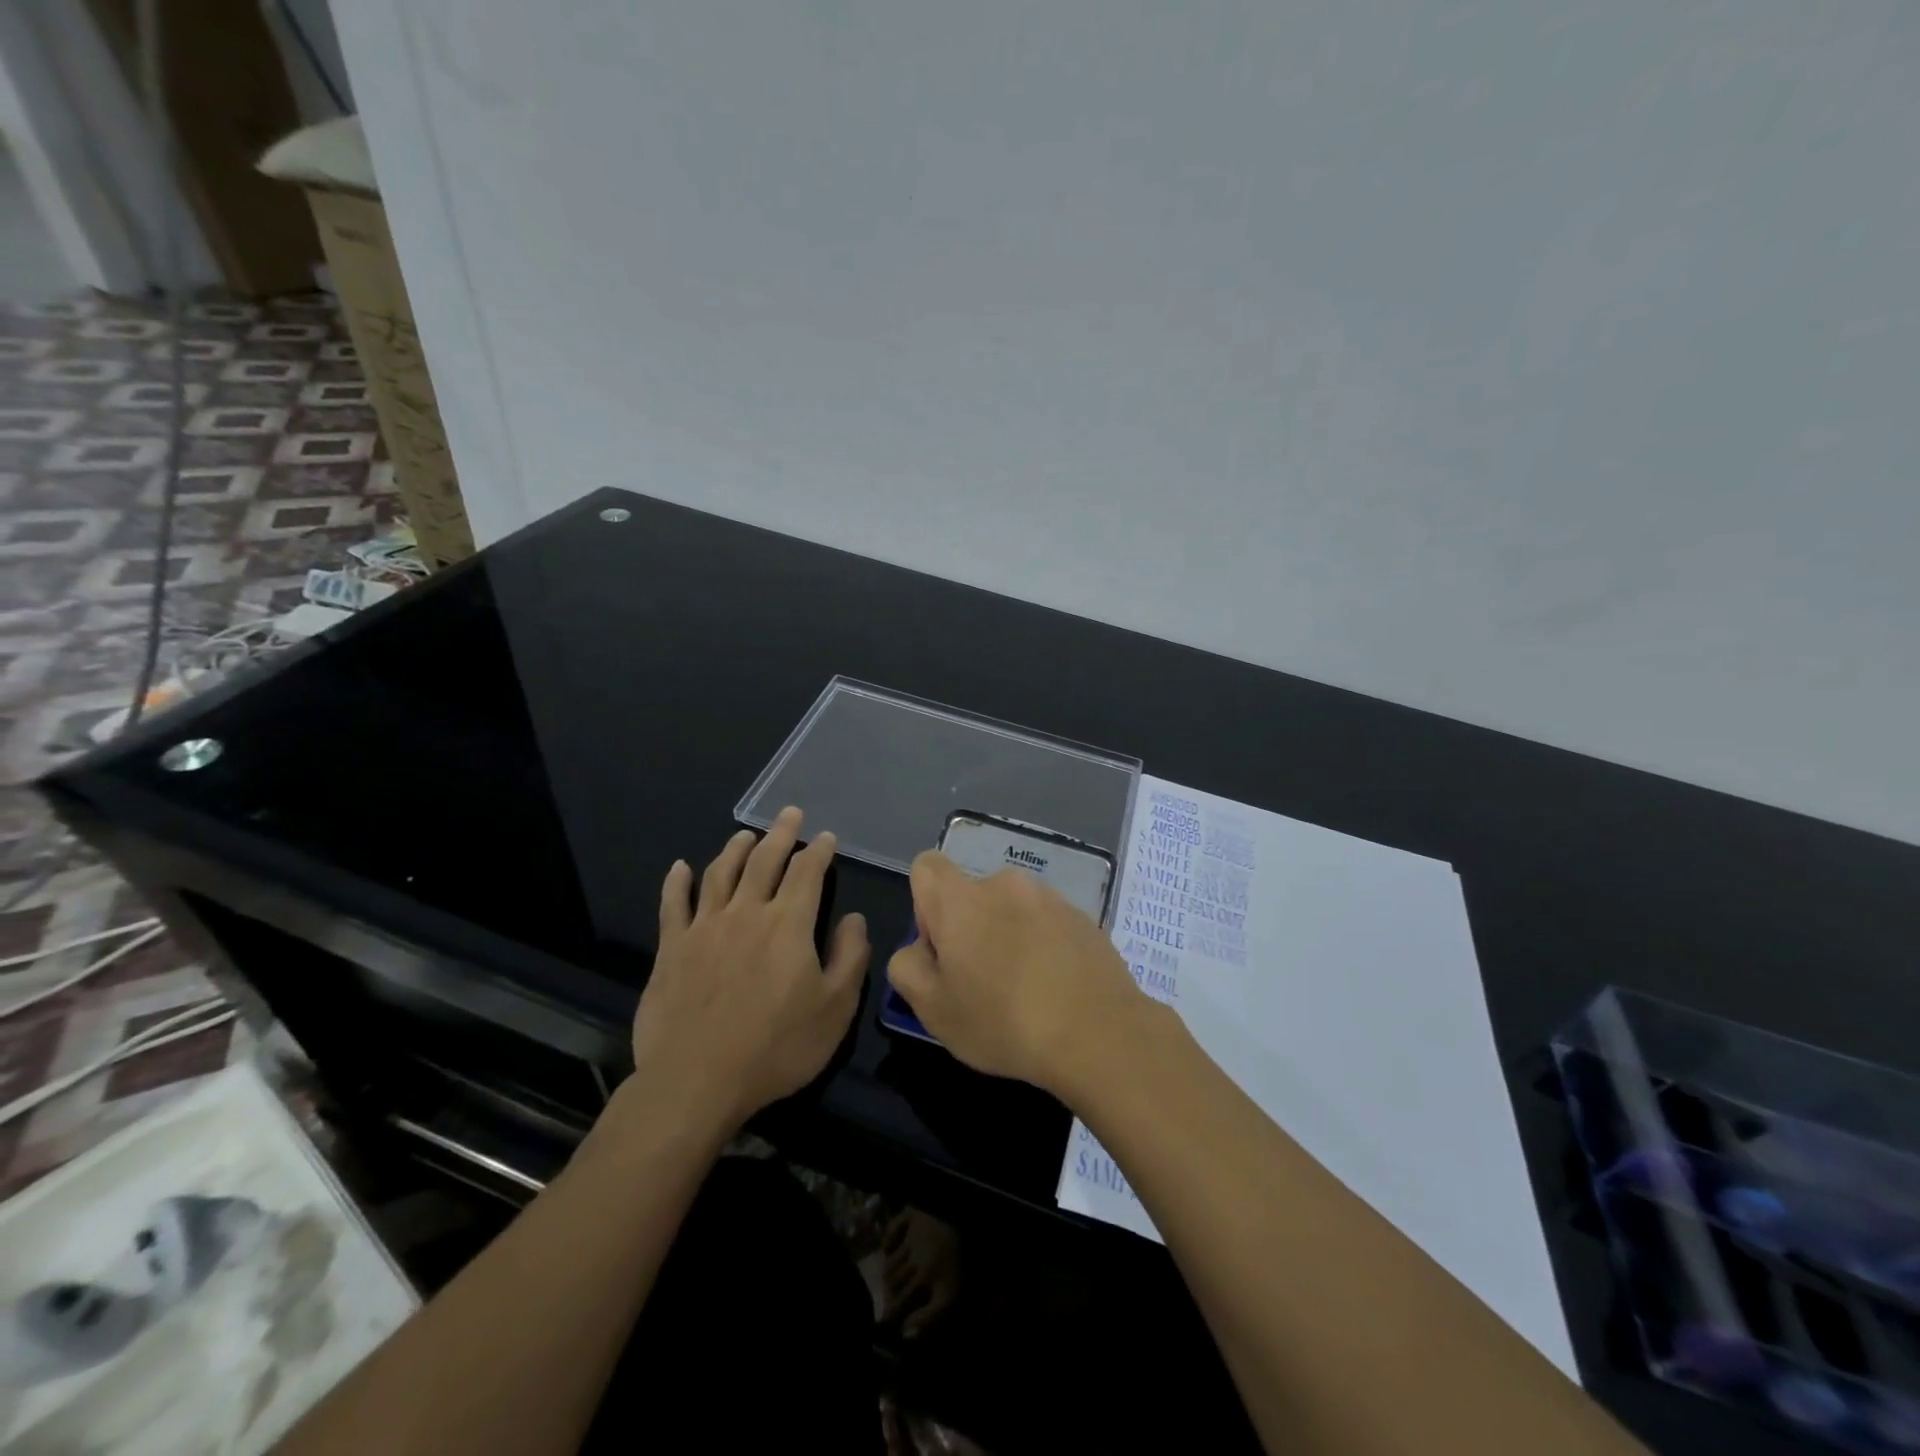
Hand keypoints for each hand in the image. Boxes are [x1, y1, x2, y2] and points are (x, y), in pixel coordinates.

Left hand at [631, 807, 869, 1137]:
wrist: (696, 1081)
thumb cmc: (776, 1048)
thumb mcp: (835, 1009)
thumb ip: (850, 957)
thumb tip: (854, 918)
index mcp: (789, 924)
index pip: (807, 873)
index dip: (818, 851)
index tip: (826, 837)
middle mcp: (747, 912)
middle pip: (764, 861)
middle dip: (780, 834)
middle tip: (789, 814)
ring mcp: (704, 927)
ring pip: (720, 873)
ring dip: (735, 849)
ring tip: (746, 834)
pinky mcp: (671, 948)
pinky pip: (673, 904)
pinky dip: (677, 882)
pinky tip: (679, 867)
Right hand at [885, 851, 1148, 1094]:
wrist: (1099, 1033)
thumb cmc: (1003, 1021)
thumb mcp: (932, 1009)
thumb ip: (907, 967)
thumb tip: (920, 949)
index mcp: (961, 899)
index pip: (927, 867)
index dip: (924, 906)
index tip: (943, 949)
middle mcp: (1004, 883)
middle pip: (971, 893)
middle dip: (969, 927)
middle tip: (981, 981)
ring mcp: (1049, 897)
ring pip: (1011, 908)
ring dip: (1008, 935)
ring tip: (1024, 989)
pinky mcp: (1082, 916)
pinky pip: (1047, 922)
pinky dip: (1043, 944)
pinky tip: (1055, 988)